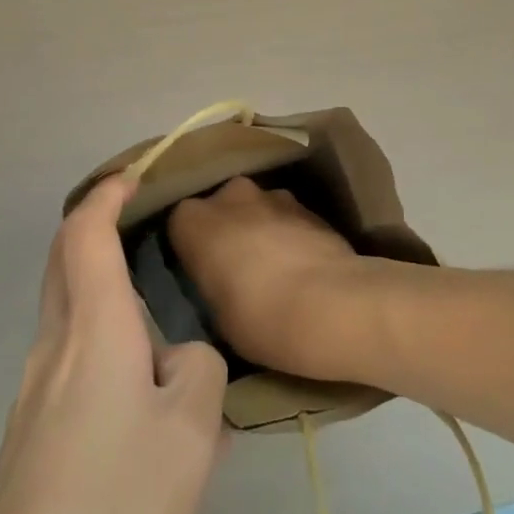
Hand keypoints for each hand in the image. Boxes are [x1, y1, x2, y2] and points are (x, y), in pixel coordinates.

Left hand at [0, 174, 227, 513]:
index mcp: (91, 330)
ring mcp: (29, 399)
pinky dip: (100, 346)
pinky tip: (138, 406)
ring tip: (160, 331)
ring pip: (66, 317)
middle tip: (141, 225)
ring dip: (103, 297)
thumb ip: (198, 368)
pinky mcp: (25, 443)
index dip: (107, 194)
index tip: (134, 175)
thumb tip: (177, 359)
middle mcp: (51, 351)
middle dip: (94, 229)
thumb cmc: (117, 506)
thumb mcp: (192, 431)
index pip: (85, 233)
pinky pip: (66, 365)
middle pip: (62, 263)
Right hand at [168, 176, 370, 379]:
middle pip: (220, 208)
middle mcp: (231, 194)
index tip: (199, 273)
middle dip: (226, 230)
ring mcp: (274, 195)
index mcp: (195, 220)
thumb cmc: (259, 318)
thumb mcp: (215, 314)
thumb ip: (210, 283)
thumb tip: (220, 278)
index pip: (180, 224)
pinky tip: (300, 266)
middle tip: (234, 268)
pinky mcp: (310, 205)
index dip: (189, 248)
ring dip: (259, 229)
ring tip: (272, 269)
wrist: (333, 305)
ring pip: (256, 209)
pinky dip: (288, 234)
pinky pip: (286, 218)